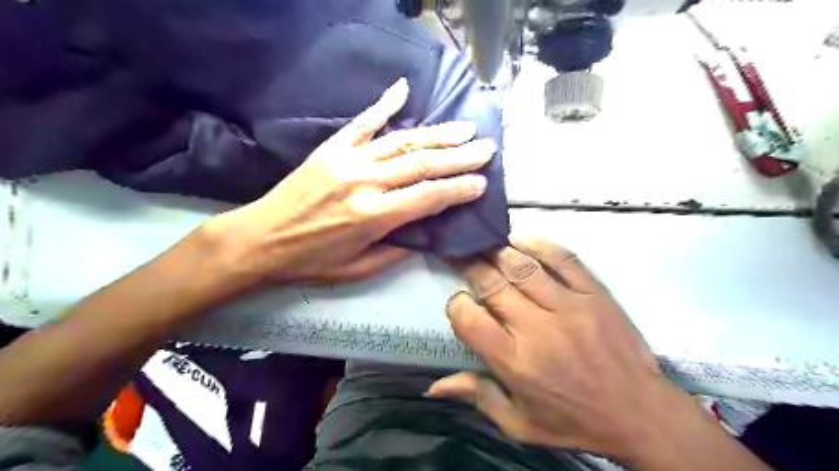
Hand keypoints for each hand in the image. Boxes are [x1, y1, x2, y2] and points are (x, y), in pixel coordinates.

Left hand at [205, 77, 492, 284]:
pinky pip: (363, 122)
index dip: (459, 189)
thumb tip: (423, 232)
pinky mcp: (332, 148)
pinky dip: (384, 104)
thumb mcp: (359, 269)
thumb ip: (395, 250)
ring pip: (402, 142)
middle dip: (459, 157)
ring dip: (437, 134)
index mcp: (374, 216)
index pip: (429, 197)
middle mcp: (366, 182)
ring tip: (464, 128)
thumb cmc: (311, 260)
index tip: (482, 182)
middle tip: (486, 148)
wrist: (260, 238)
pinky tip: (403, 89)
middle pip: (422, 164)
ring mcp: (348, 160)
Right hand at [428, 240, 767, 469]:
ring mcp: (569, 306)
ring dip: (497, 250)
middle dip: (469, 265)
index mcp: (515, 361)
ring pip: (522, 266)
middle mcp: (537, 328)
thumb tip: (433, 386)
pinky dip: (538, 244)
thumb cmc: (574, 421)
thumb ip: (477, 396)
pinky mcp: (594, 293)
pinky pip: (563, 259)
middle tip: (458, 254)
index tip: (459, 303)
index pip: (469, 318)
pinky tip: (519, 239)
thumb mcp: (519, 424)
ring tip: (482, 244)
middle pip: (491, 283)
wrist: (640, 413)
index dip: (456, 305)